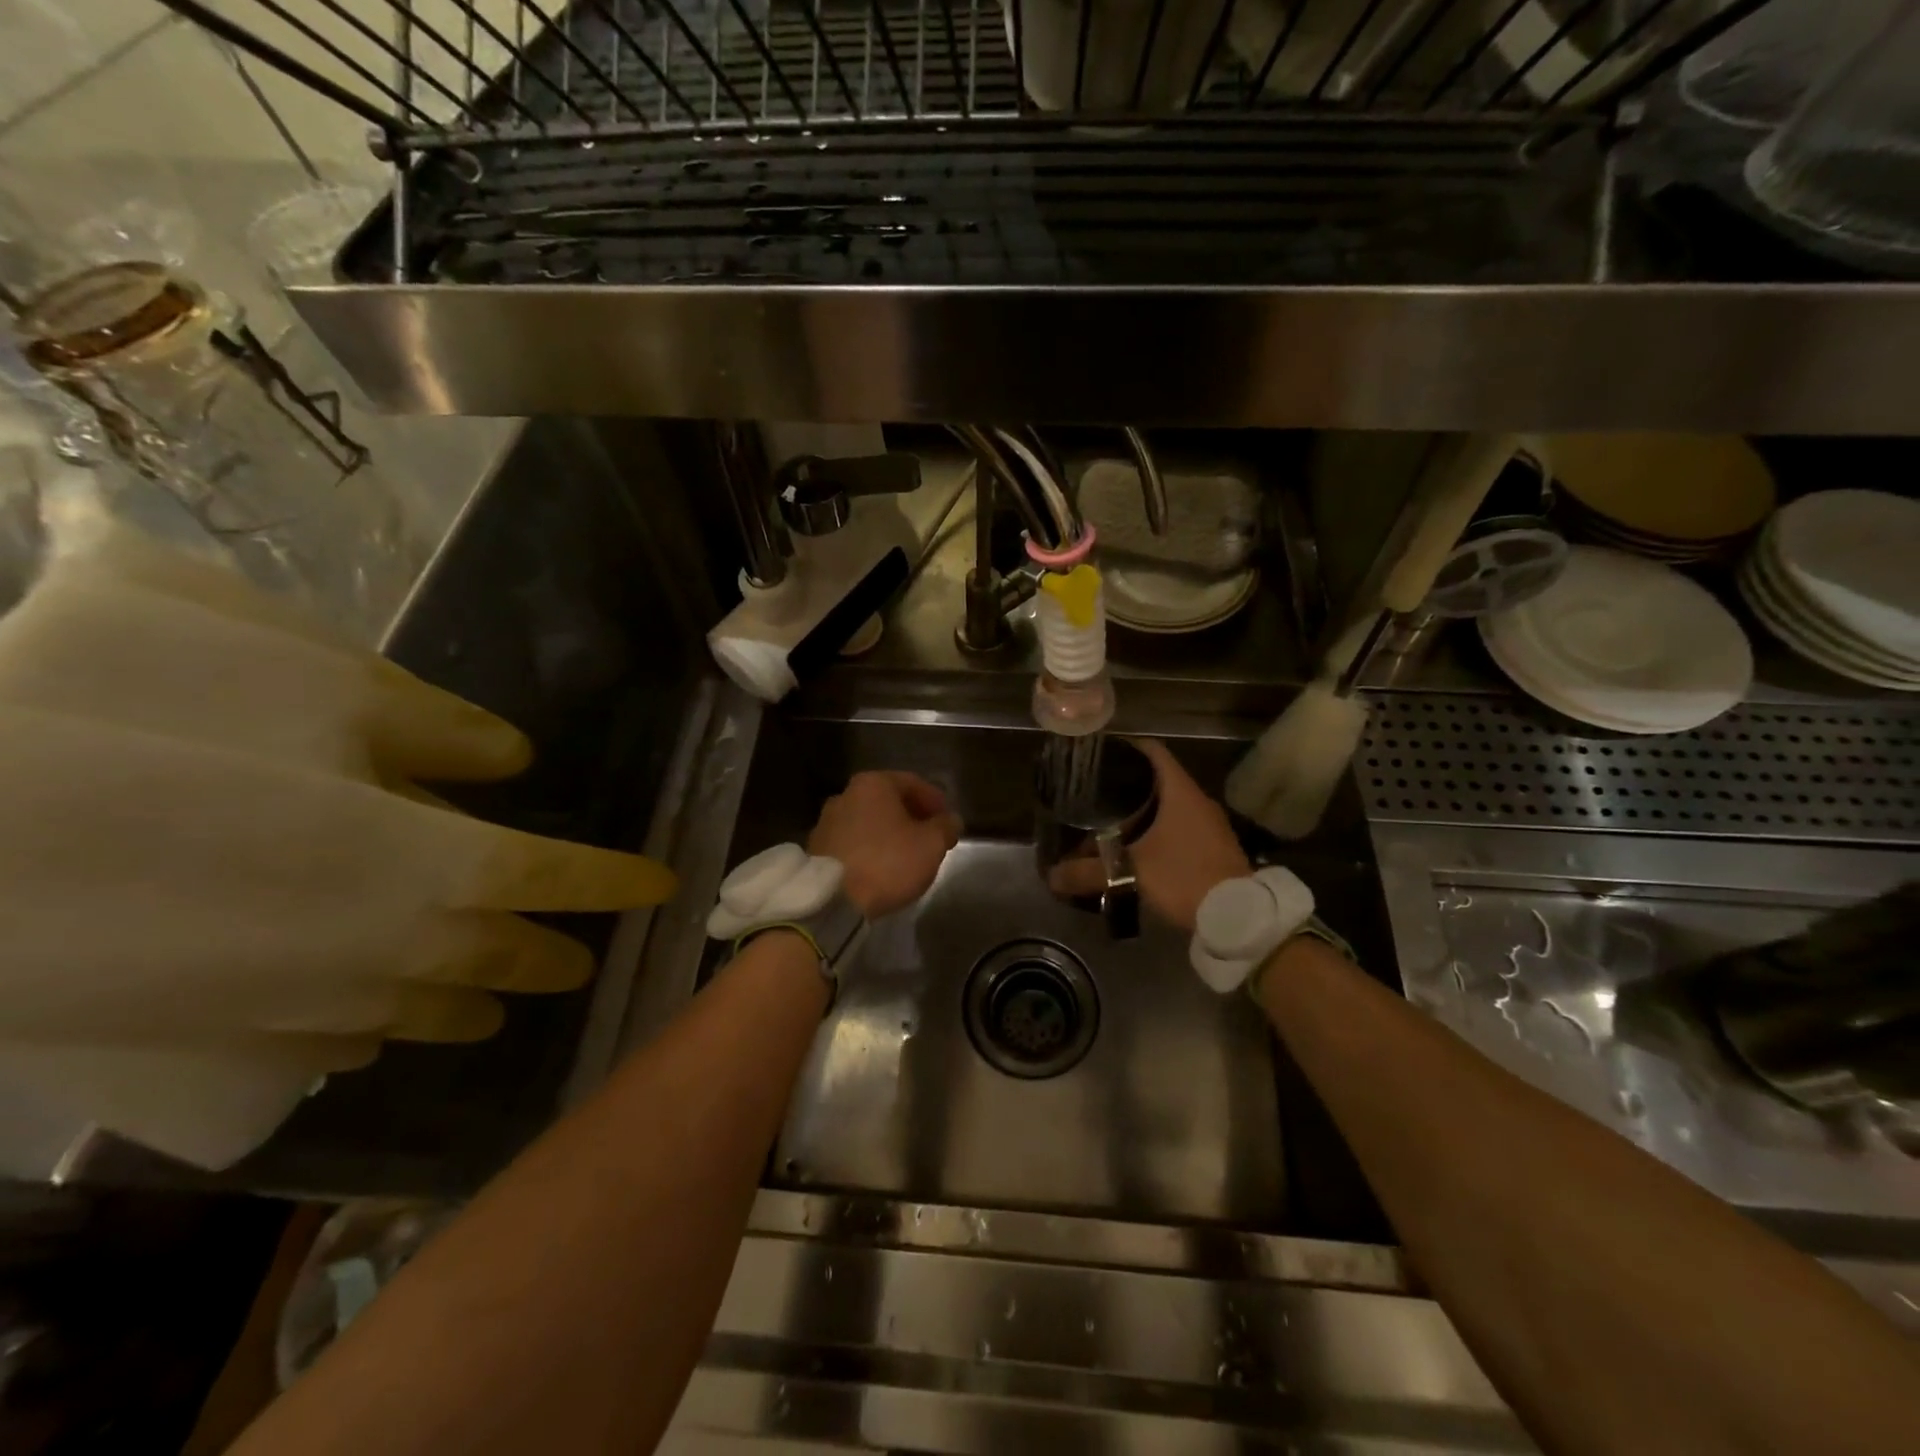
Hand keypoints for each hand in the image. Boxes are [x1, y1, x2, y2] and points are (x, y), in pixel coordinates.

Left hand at [809, 771, 962, 917]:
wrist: (833, 900)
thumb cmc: (888, 862)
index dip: (935, 801)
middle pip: (888, 801)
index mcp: (873, 784)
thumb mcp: (931, 845)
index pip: (913, 783)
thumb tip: (950, 820)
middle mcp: (845, 794)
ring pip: (869, 821)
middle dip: (911, 817)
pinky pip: (853, 842)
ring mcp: (826, 821)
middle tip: (930, 838)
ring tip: (907, 856)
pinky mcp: (816, 849)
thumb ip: (945, 827)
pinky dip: (870, 849)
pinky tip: (881, 868)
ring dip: (889, 833)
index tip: (948, 821)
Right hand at [1049, 739, 1248, 932]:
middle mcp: (1197, 800)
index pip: (1153, 751)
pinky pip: (1181, 825)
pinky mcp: (1214, 846)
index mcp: (1180, 792)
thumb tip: (1051, 876)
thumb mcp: (1129, 873)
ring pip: (1171, 804)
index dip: (1127, 747)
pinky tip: (1138, 846)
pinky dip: (1159, 828)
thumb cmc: (1183, 877)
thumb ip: (1088, 872)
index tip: (1102, 755)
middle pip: (1159, 778)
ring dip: (1144, 809)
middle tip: (1096, 791)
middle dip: (1128, 783)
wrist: (1237, 915)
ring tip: (1110, 819)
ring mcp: (1210, 824)